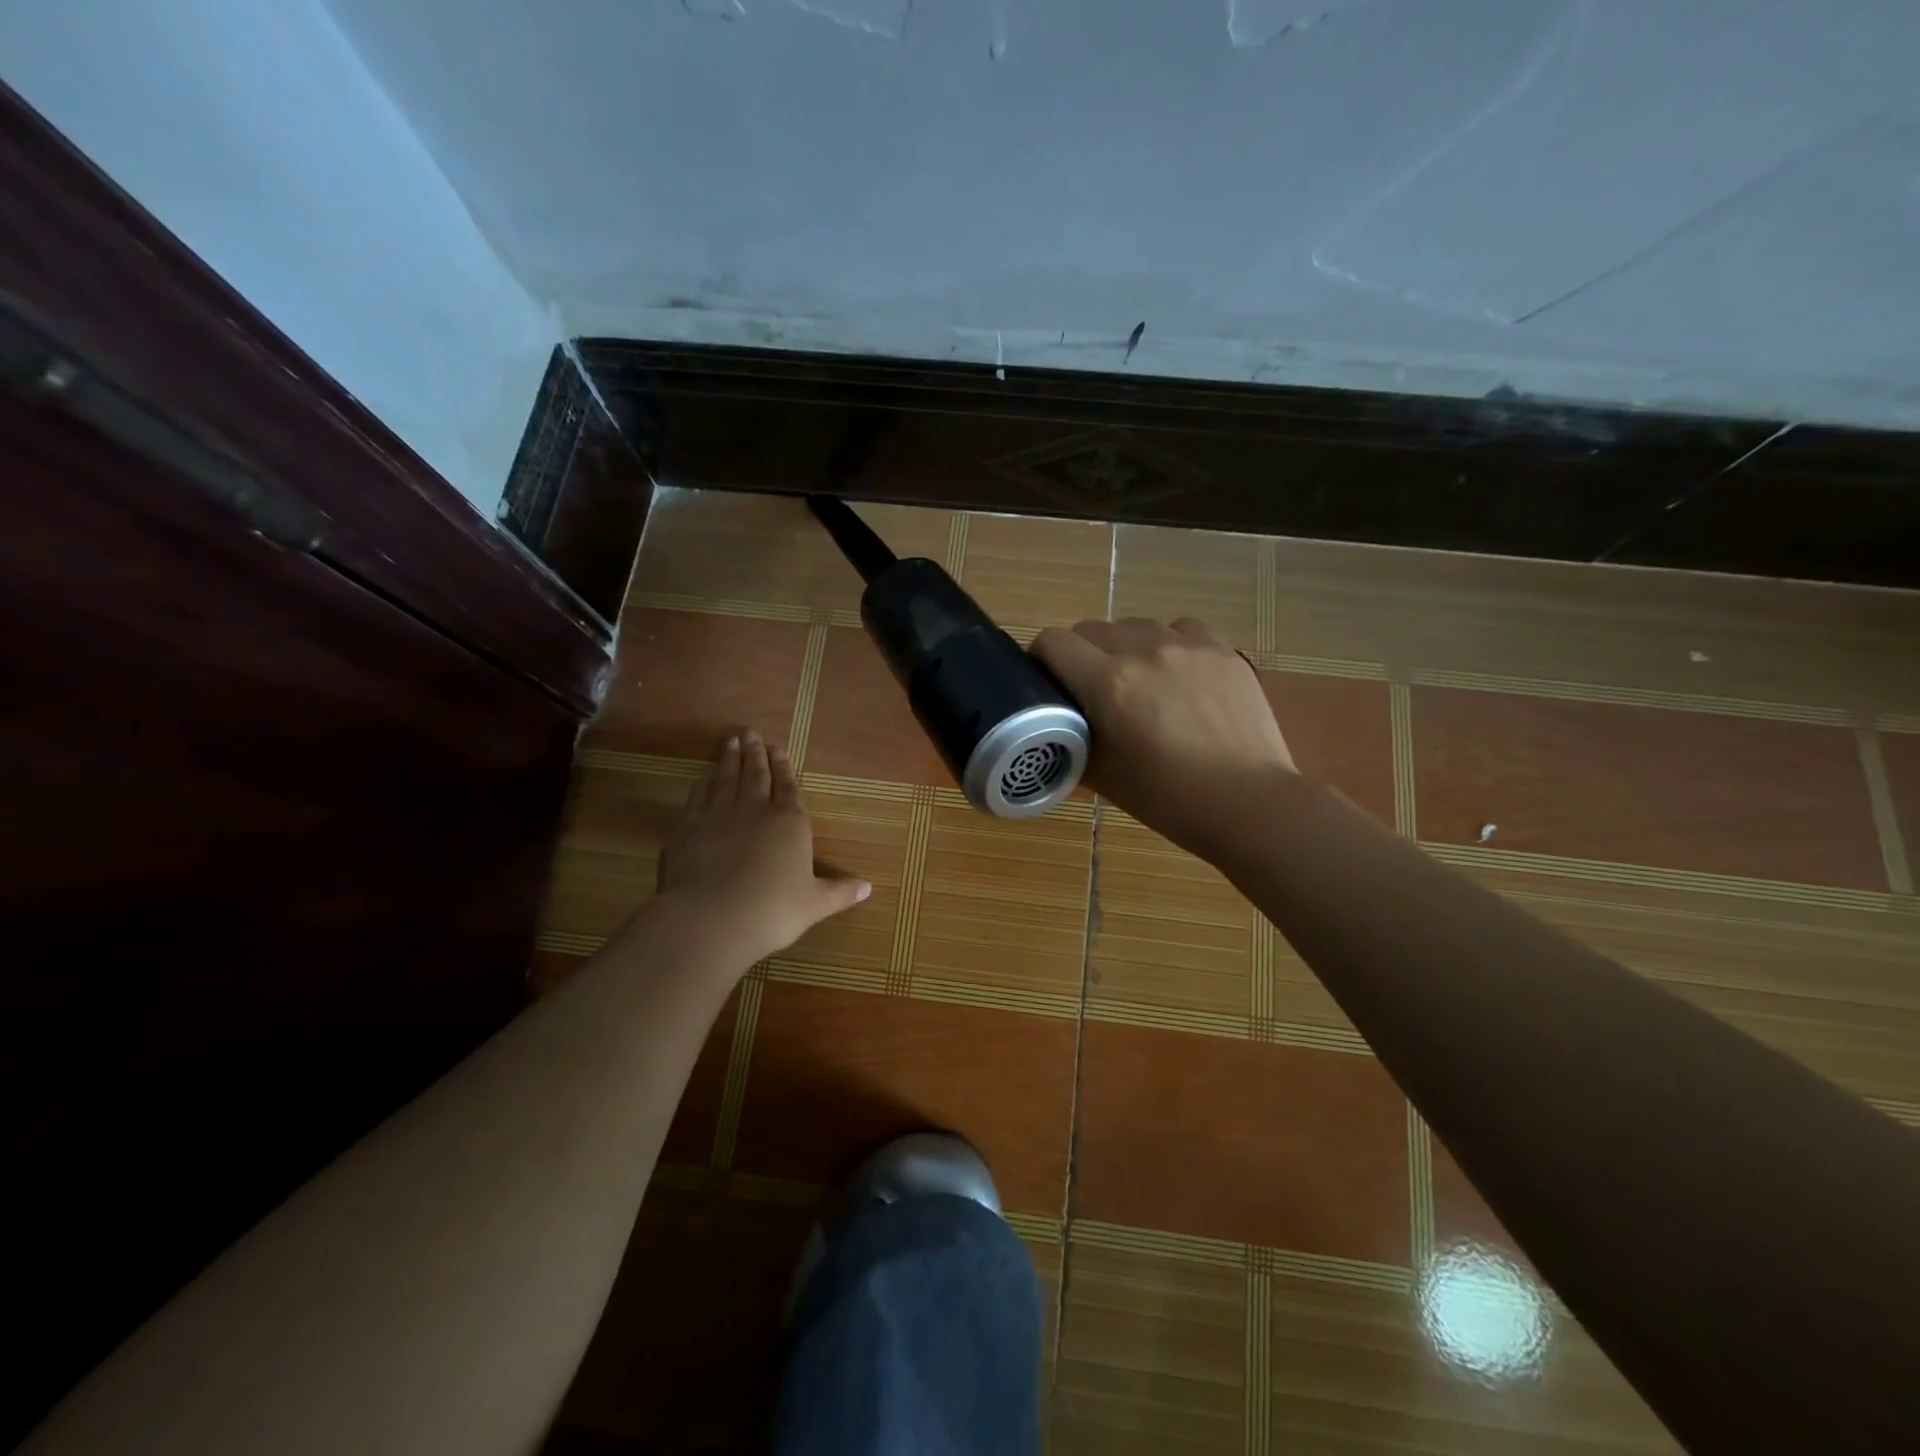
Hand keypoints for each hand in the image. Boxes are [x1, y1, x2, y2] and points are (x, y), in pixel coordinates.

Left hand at [654, 730, 870, 970]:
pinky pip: (698, 796)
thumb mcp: (814, 904)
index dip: (784, 767)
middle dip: (755, 753)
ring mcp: (718, 814)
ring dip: (729, 759)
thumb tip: (868, 888)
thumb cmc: (772, 911)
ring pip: (726, 778)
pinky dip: (702, 784)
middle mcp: (755, 809)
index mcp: (790, 822)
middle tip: (751, 733)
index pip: (788, 787)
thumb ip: (840, 892)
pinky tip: (703, 777)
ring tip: (731, 741)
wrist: (711, 918)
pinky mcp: (687, 827)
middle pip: (756, 774)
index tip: (778, 748)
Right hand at [1033, 617, 1295, 857]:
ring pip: (1135, 626)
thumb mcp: (1103, 776)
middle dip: (1081, 655)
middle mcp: (1144, 651)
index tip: (1046, 680)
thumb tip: (1059, 725)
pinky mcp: (1222, 649)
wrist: (1247, 803)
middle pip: (1091, 629)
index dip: (1041, 659)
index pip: (1054, 642)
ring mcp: (1188, 645)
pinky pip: (1180, 628)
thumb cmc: (1168, 799)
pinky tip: (1178, 674)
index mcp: (1109, 683)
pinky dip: (1168, 644)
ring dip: (1124, 647)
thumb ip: (1072, 740)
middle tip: (1091, 690)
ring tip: (1139, 682)